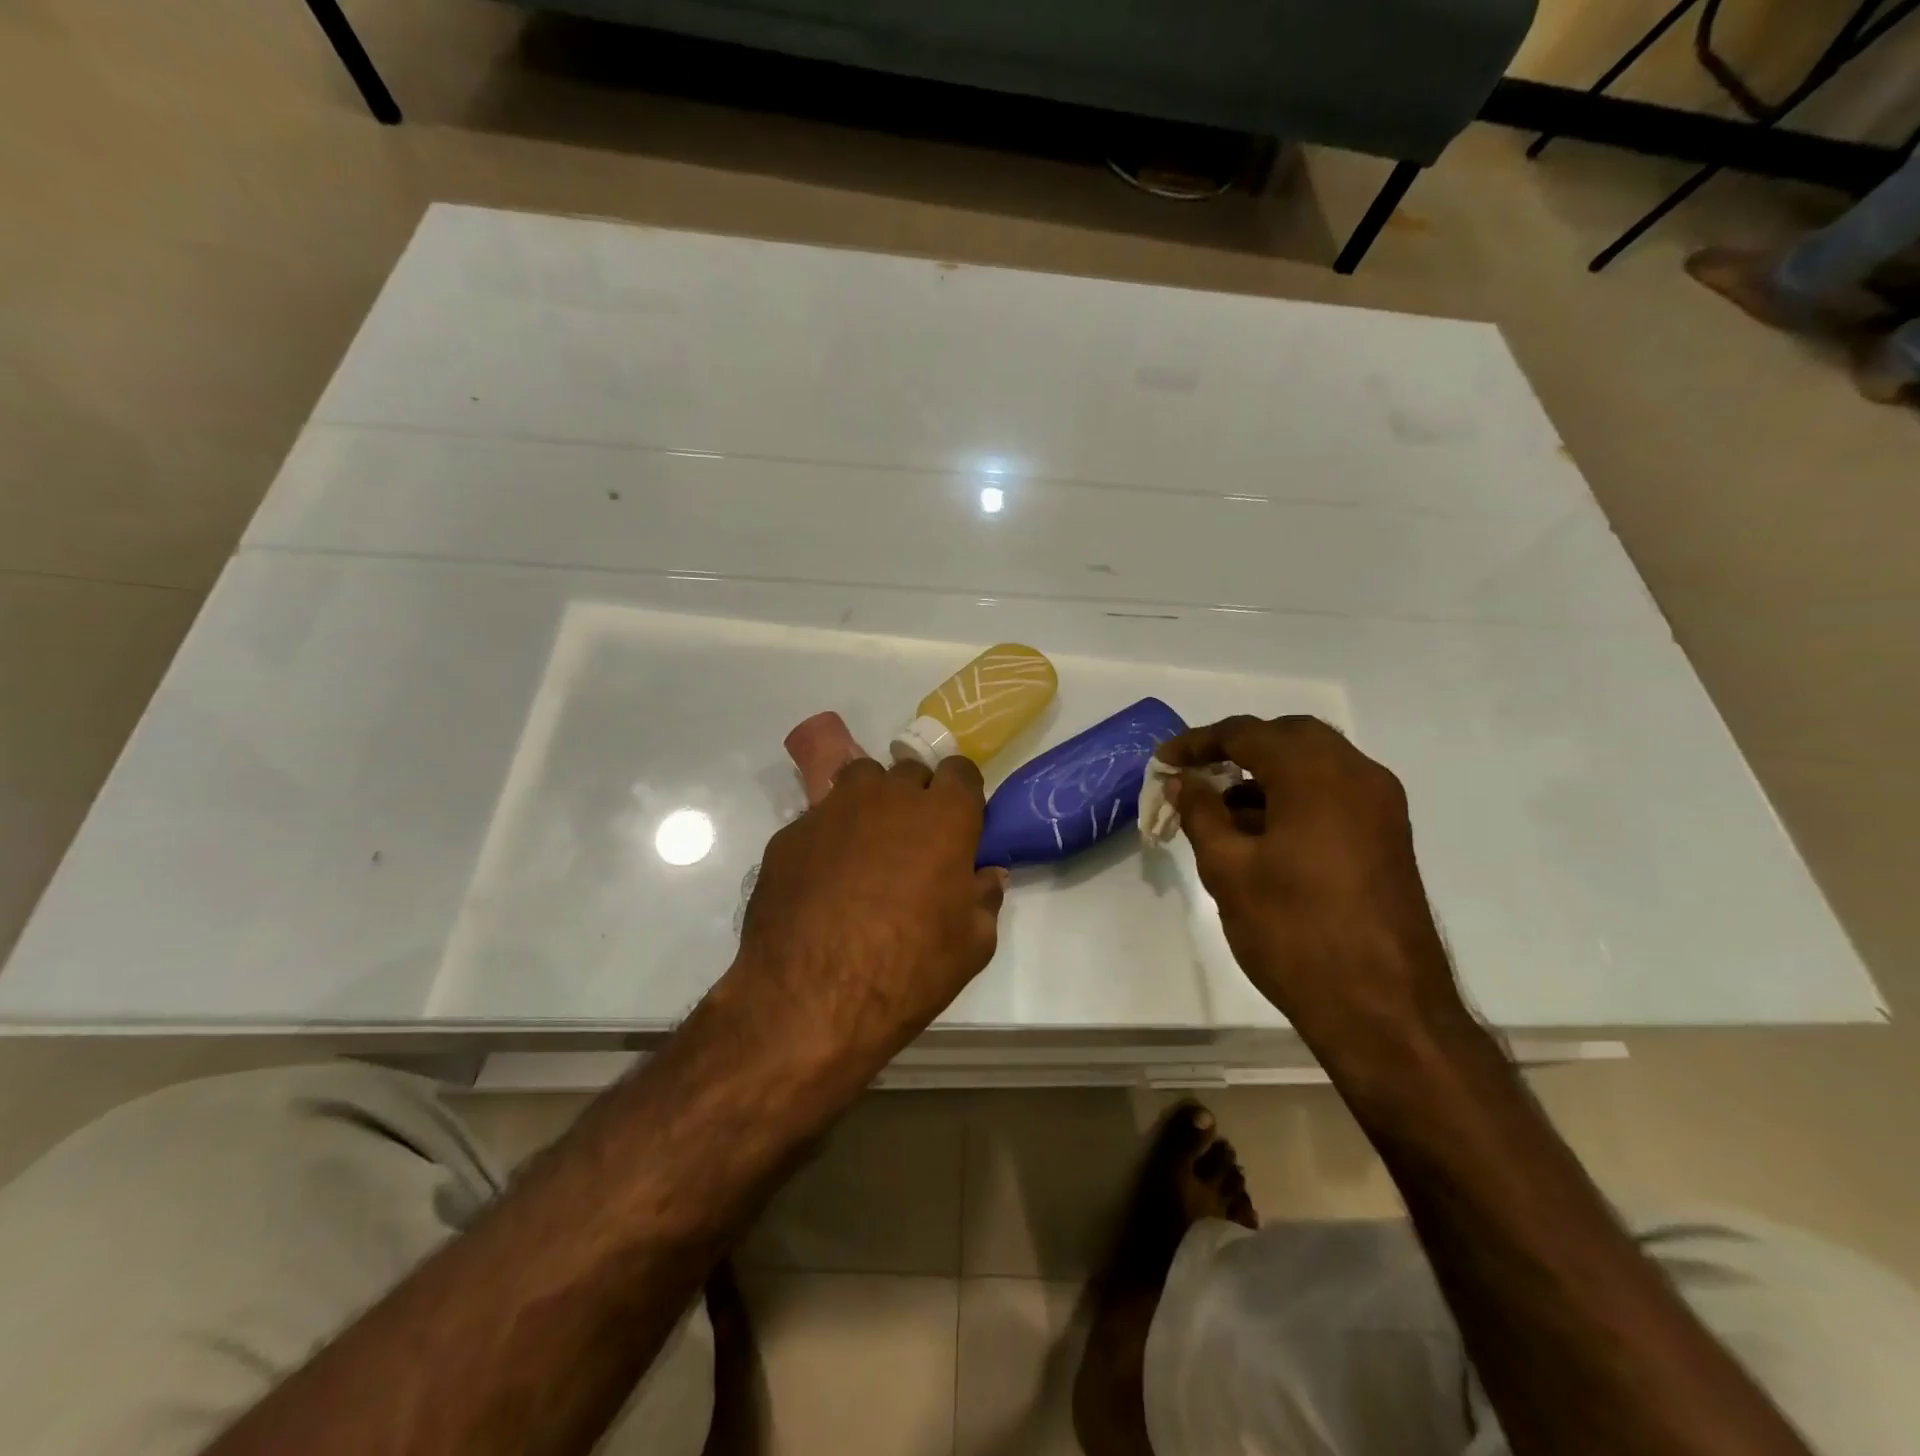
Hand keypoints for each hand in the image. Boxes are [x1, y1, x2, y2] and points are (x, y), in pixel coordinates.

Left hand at [725, 756, 1006, 1082]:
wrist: (809, 1000)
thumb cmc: (907, 971)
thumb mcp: (972, 945)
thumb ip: (984, 897)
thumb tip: (986, 875)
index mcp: (944, 815)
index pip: (960, 770)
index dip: (961, 795)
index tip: (959, 824)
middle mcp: (889, 796)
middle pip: (910, 772)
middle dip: (916, 798)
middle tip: (913, 842)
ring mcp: (834, 809)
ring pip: (860, 781)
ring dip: (872, 803)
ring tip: (867, 848)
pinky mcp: (790, 833)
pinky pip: (819, 818)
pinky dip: (830, 836)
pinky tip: (823, 879)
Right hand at [1161, 715, 1463, 1049]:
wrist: (1384, 1009)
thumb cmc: (1294, 933)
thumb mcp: (1229, 870)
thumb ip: (1201, 813)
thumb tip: (1184, 782)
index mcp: (1316, 775)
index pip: (1247, 734)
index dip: (1198, 743)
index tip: (1163, 762)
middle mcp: (1357, 776)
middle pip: (1289, 736)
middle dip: (1238, 748)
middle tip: (1197, 774)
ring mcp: (1380, 806)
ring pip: (1316, 763)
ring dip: (1267, 773)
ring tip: (1221, 809)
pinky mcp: (1388, 837)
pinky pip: (1335, 792)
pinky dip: (1295, 795)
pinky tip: (1262, 833)